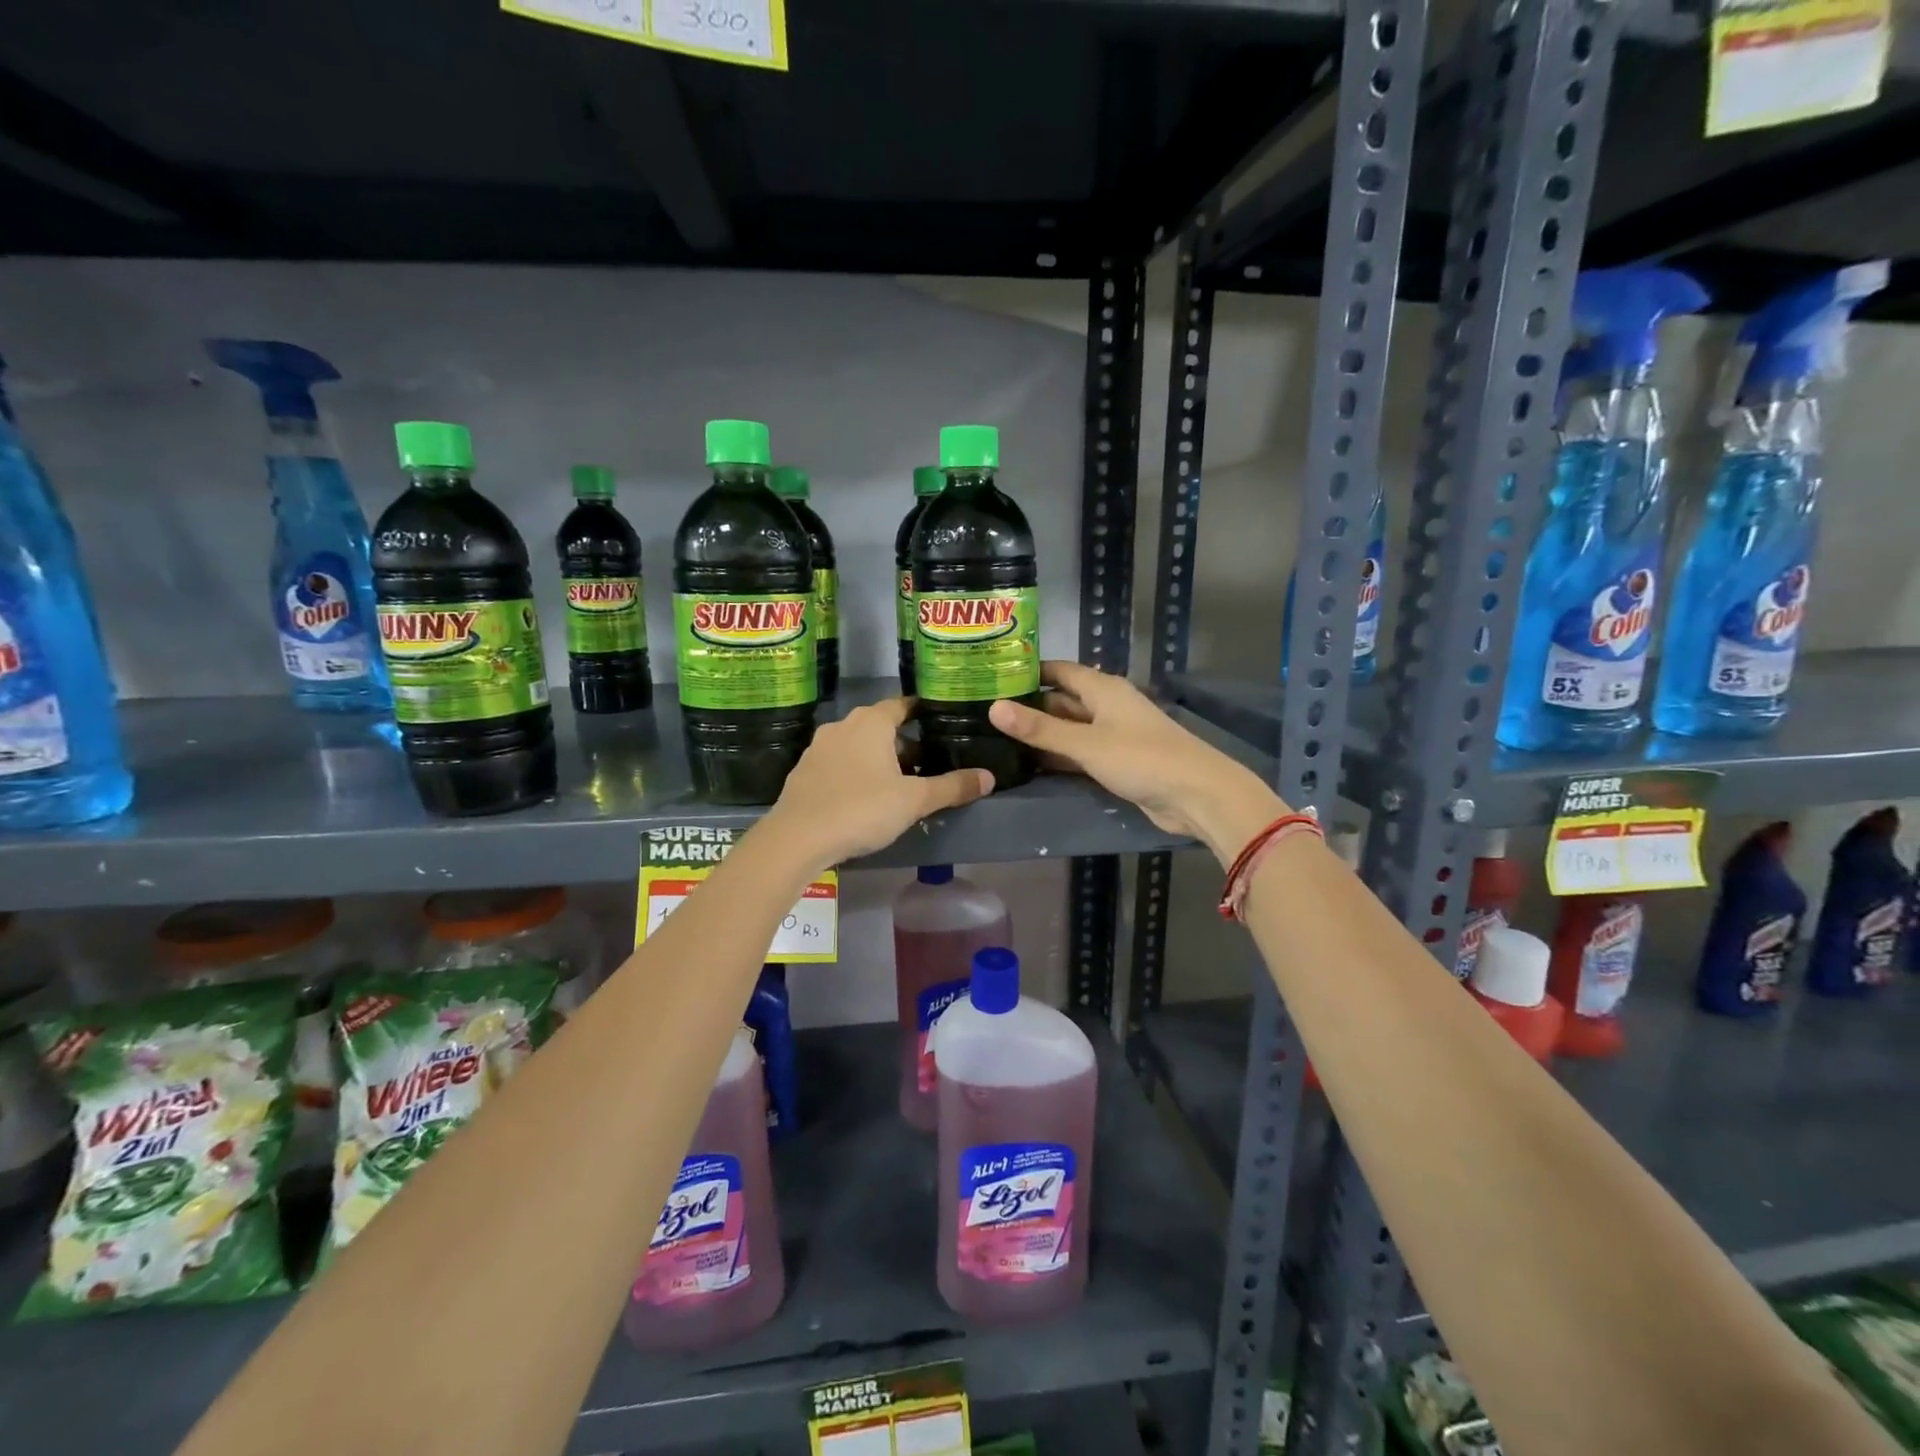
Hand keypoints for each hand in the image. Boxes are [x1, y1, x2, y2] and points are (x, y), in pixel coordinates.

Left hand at [762, 698, 993, 871]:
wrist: (797, 838)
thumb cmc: (861, 809)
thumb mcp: (914, 801)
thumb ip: (952, 787)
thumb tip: (988, 777)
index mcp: (872, 722)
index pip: (902, 704)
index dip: (922, 711)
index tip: (940, 722)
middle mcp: (843, 725)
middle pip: (880, 726)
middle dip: (903, 742)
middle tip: (927, 762)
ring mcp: (819, 748)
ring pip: (857, 745)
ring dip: (878, 758)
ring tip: (899, 783)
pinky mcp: (804, 771)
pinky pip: (838, 763)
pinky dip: (855, 772)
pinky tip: (865, 798)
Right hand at [988, 661, 1286, 862]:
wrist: (1196, 795)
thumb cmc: (1141, 758)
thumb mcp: (1085, 743)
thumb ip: (1040, 729)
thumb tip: (994, 708)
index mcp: (1103, 689)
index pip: (1059, 671)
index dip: (1029, 672)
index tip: (993, 676)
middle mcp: (1107, 706)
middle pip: (1062, 700)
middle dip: (1029, 706)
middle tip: (985, 712)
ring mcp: (1112, 736)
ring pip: (1069, 729)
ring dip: (1042, 735)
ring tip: (998, 738)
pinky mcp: (1116, 763)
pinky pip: (1079, 753)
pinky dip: (1058, 757)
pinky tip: (1029, 764)